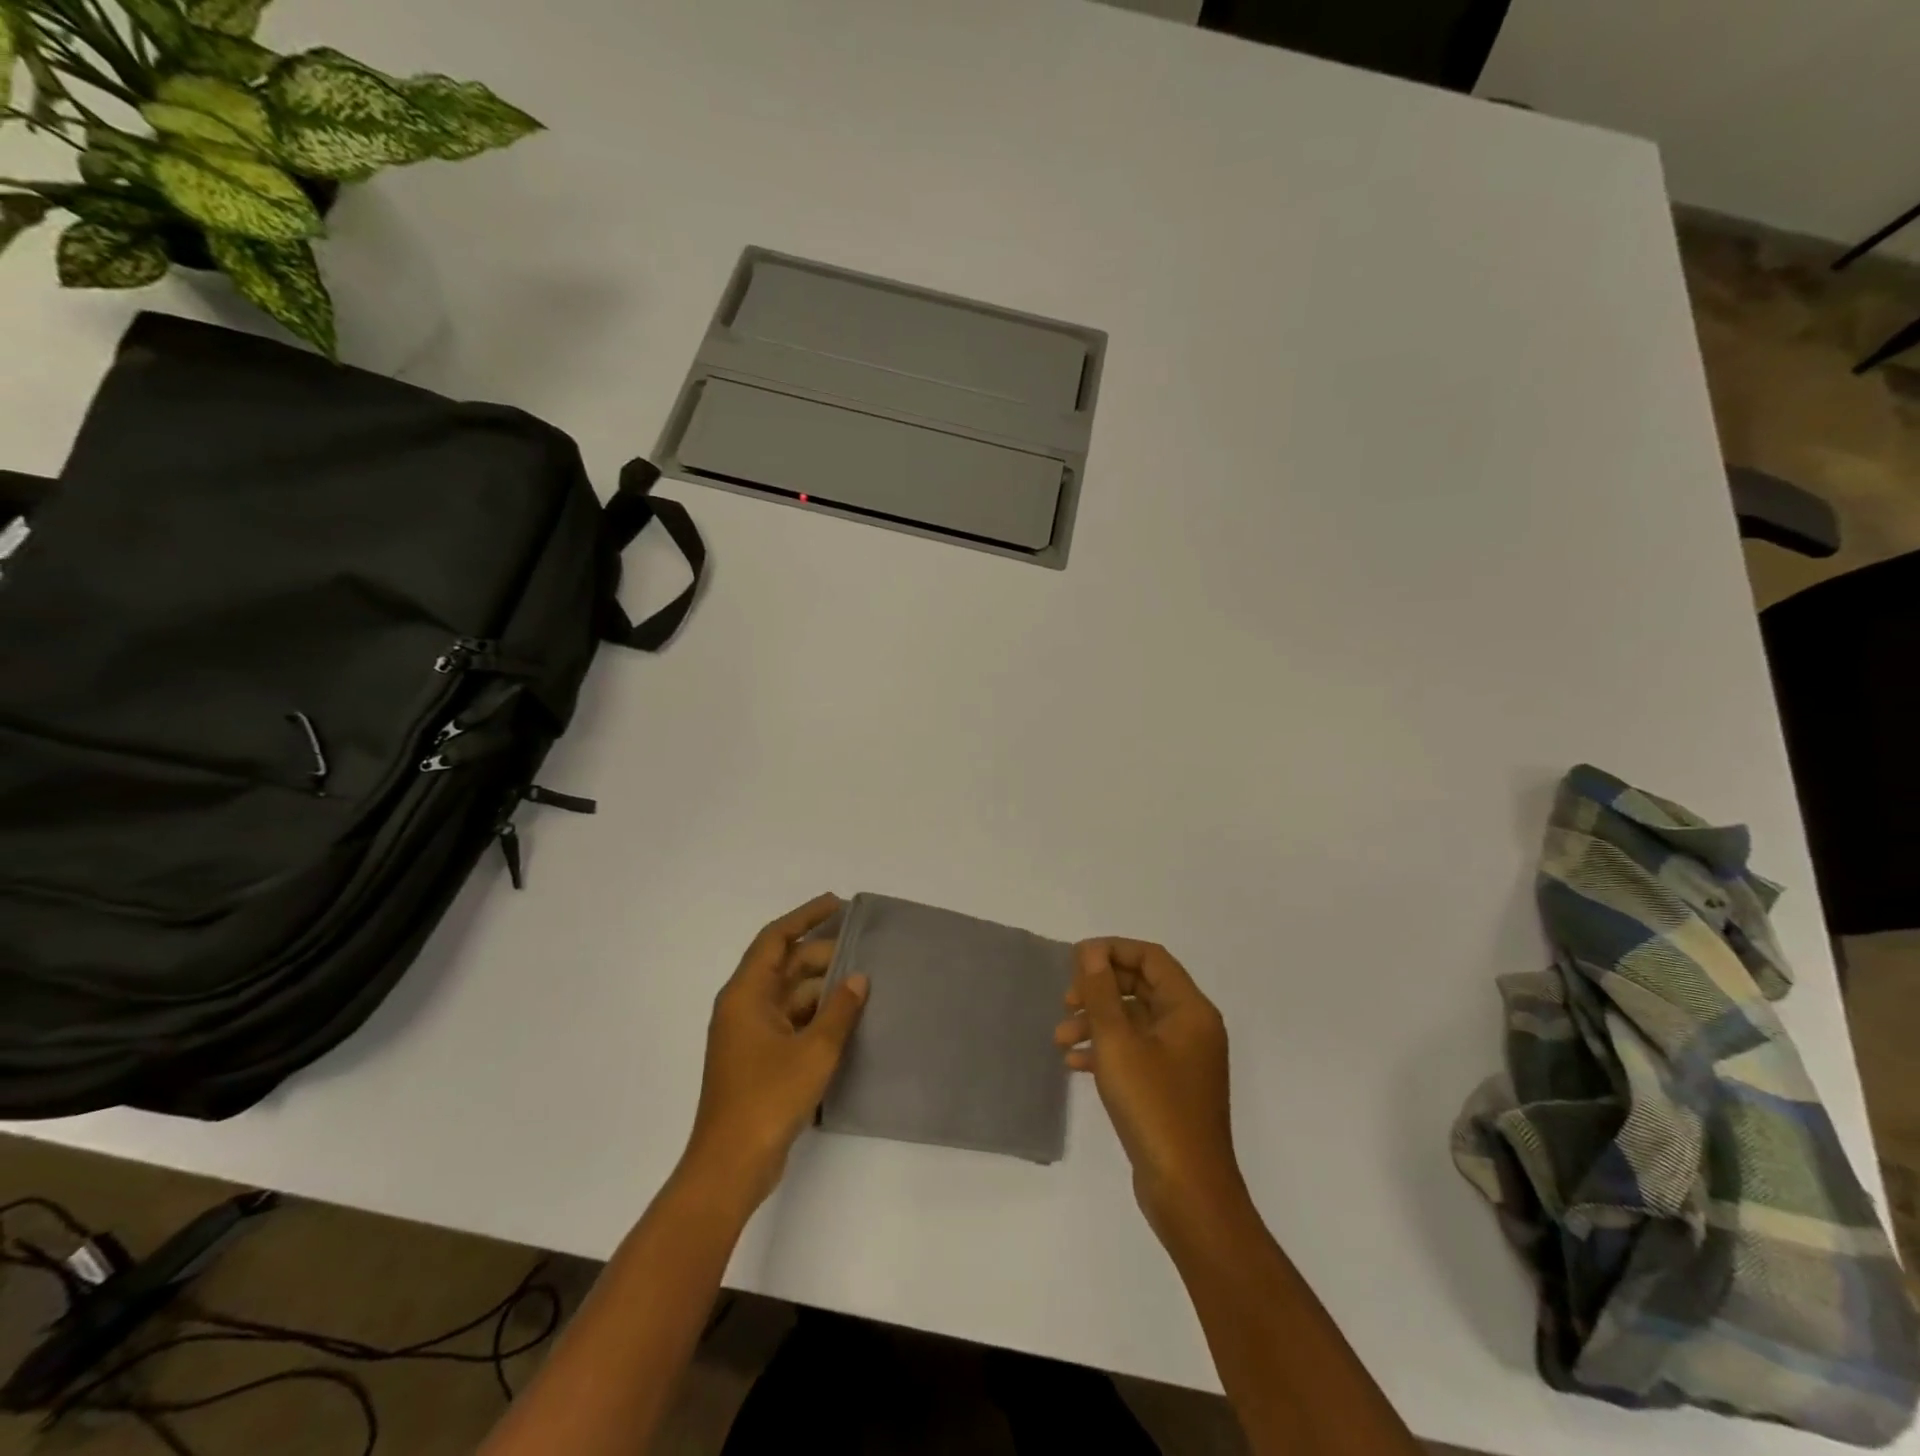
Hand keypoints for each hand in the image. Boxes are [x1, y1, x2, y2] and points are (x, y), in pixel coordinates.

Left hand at [679, 894, 868, 1213]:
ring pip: (791, 996)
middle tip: (865, 952)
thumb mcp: (814, 1050)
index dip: (805, 916)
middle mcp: (745, 1007)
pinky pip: (792, 1021)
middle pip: (786, 966)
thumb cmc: (768, 1098)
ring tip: (864, 984)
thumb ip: (839, 1010)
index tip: (837, 904)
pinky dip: (817, 1016)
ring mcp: (751, 1035)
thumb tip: (858, 979)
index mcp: (746, 994)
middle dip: (823, 956)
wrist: (731, 1165)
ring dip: (823, 989)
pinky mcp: (760, 1059)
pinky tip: (847, 1019)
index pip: (776, 939)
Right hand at [1054, 939, 1245, 1238]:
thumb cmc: (1154, 1107)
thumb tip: (1091, 951)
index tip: (1075, 959)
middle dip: (1100, 989)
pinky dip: (1106, 1050)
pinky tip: (1075, 1064)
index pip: (1151, 958)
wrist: (1188, 1191)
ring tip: (1060, 1038)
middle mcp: (1191, 1027)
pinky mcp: (1170, 1086)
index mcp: (1190, 1009)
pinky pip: (1136, 1051)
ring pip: (1135, 1021)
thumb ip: (1101, 992)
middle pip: (1141, 987)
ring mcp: (1182, 1059)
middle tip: (1066, 1000)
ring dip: (1097, 1022)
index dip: (1112, 950)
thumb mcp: (1118, 1043)